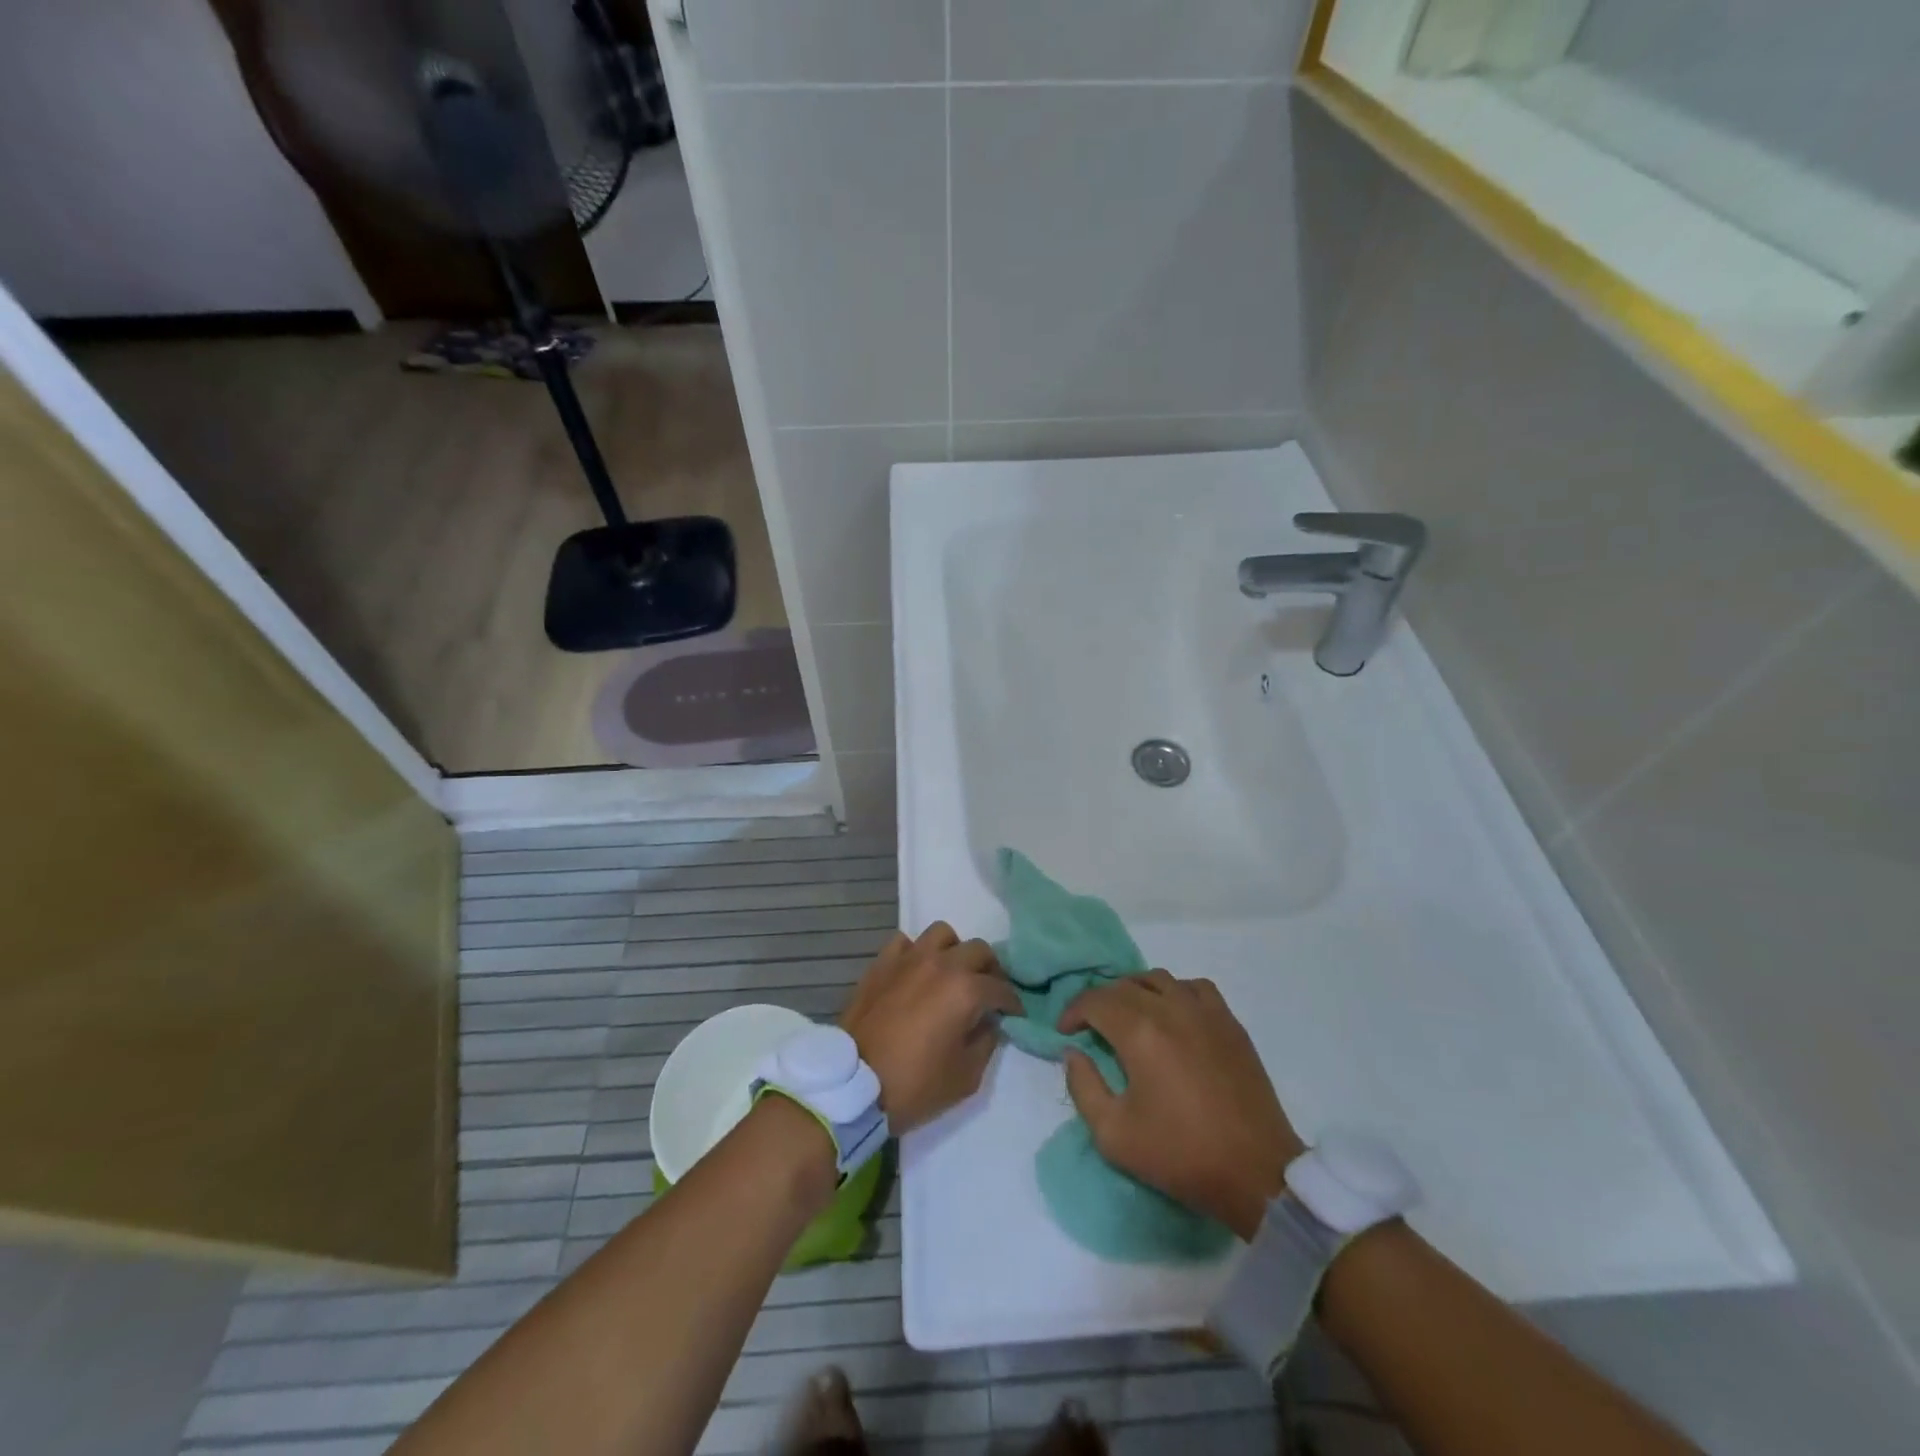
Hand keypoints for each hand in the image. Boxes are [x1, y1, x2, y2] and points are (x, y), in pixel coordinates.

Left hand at [840, 923, 1021, 1134]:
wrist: (853, 1085)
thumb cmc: (914, 1085)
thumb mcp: (965, 1077)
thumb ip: (986, 1042)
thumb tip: (989, 1022)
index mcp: (966, 990)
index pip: (1001, 988)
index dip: (1012, 1003)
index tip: (1014, 1015)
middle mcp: (941, 964)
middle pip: (979, 950)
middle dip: (990, 971)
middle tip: (988, 993)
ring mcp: (909, 959)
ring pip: (943, 935)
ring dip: (954, 951)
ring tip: (952, 974)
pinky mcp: (882, 963)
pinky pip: (906, 943)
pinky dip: (916, 953)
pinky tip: (916, 973)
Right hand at [1059, 969, 1304, 1239]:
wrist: (1256, 1173)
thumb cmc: (1180, 1155)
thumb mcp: (1113, 1135)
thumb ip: (1083, 1087)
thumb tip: (1073, 1054)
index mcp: (1140, 1032)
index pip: (1095, 1000)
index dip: (1073, 1011)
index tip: (1065, 1032)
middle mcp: (1171, 1009)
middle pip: (1124, 986)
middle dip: (1099, 1002)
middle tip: (1091, 1028)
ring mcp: (1205, 1012)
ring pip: (1159, 979)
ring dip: (1135, 991)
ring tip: (1128, 1016)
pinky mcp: (1230, 1023)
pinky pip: (1195, 988)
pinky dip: (1175, 992)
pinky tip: (1173, 1015)